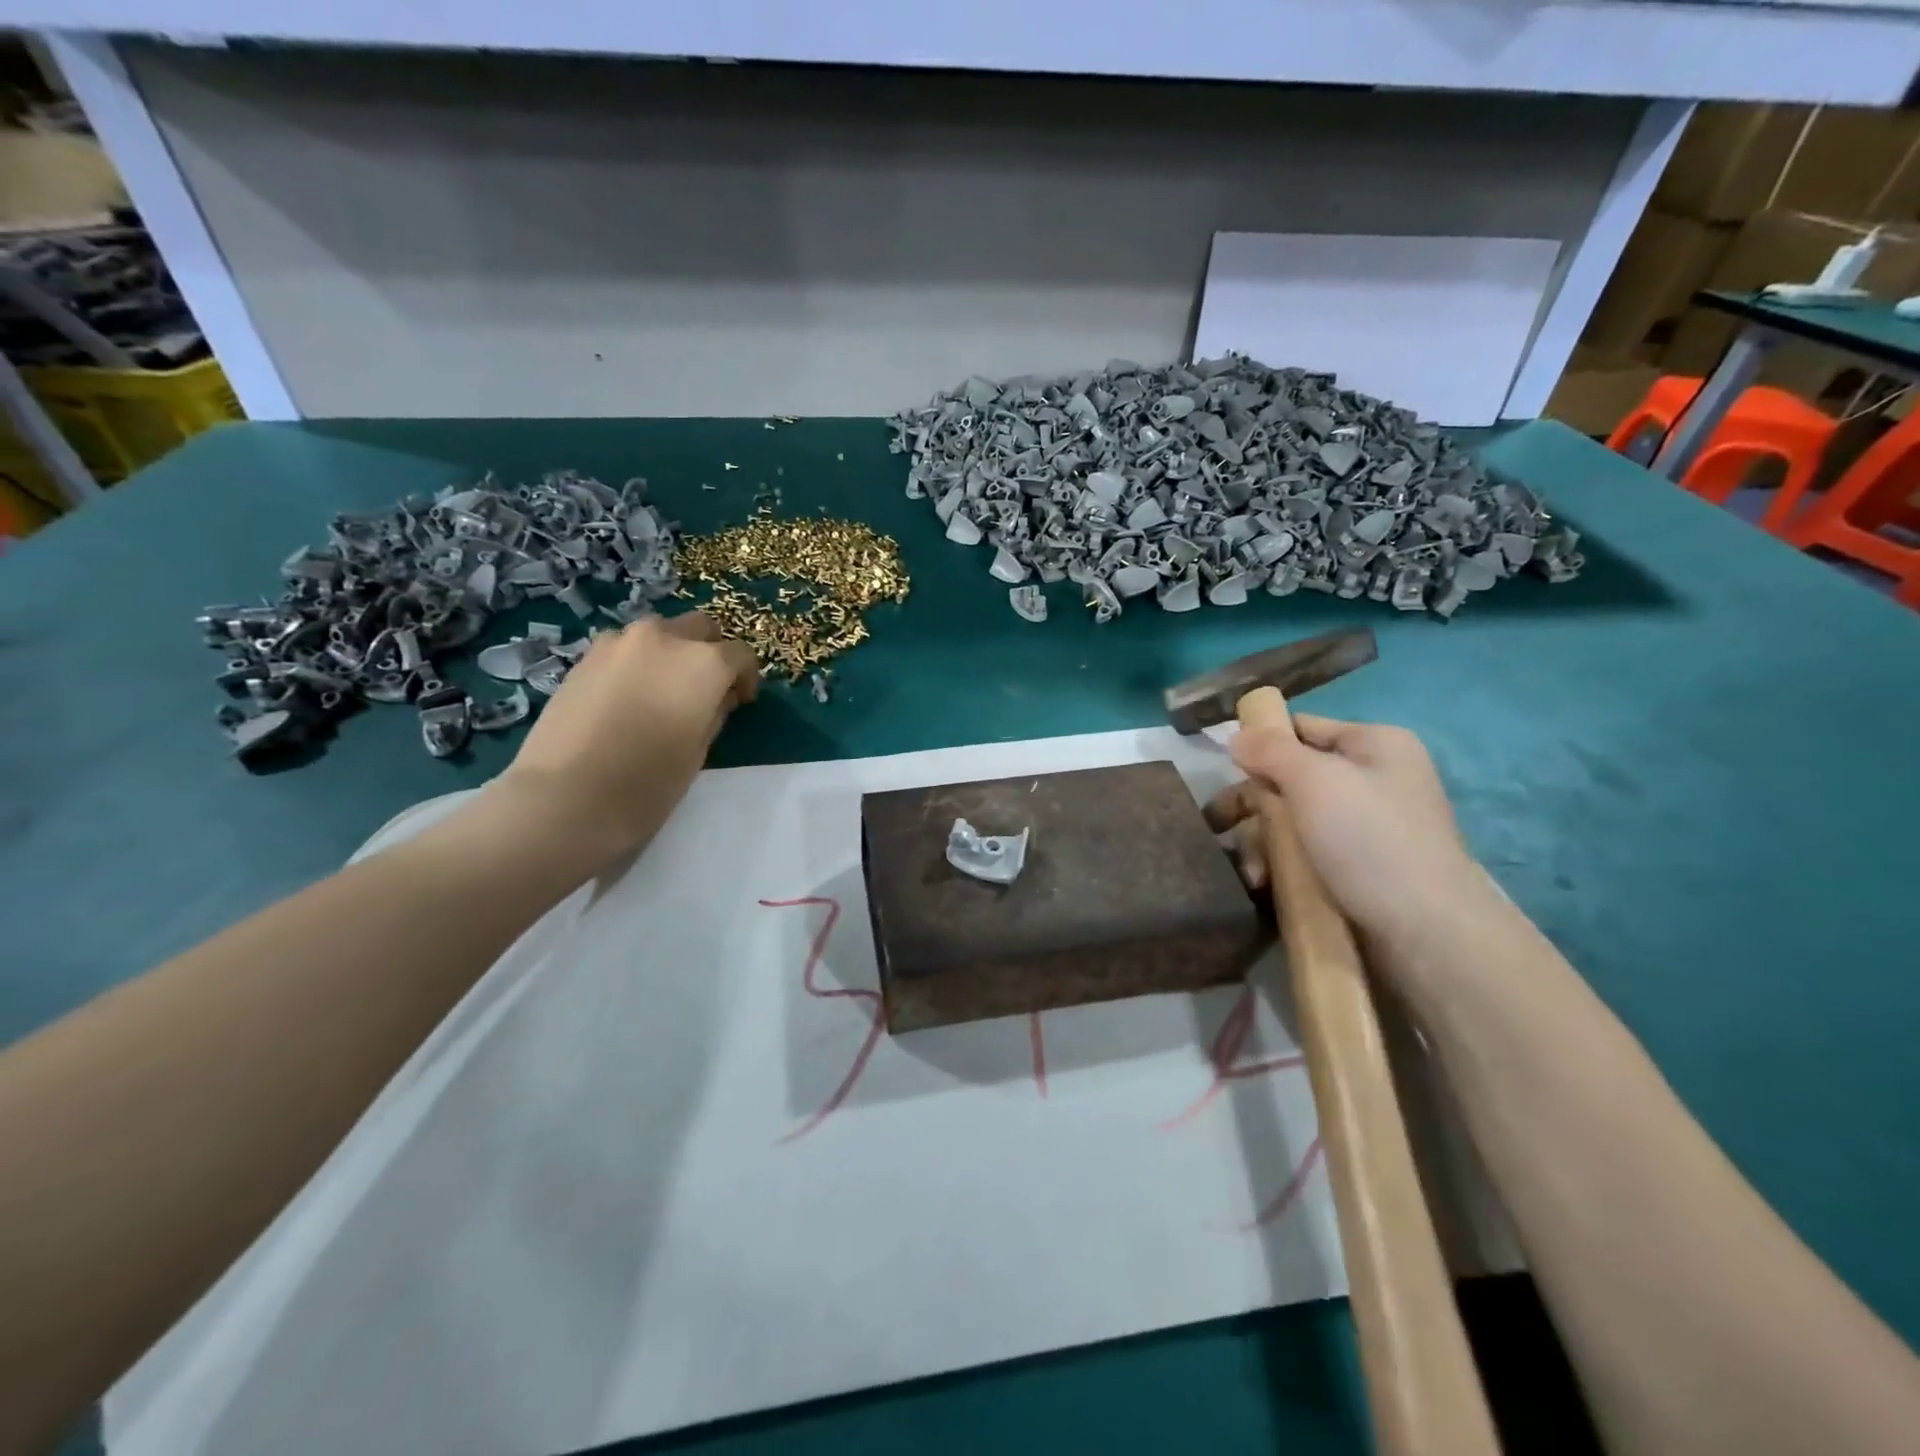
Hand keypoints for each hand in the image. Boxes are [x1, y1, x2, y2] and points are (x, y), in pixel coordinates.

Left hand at [495, 612, 757, 863]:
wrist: (565, 796)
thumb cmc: (648, 782)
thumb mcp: (698, 752)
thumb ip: (714, 713)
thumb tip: (715, 698)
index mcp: (703, 663)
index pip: (740, 655)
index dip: (745, 678)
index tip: (741, 702)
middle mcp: (664, 639)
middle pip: (700, 628)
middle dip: (710, 651)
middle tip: (705, 688)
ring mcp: (619, 643)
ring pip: (659, 633)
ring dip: (670, 652)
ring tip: (662, 690)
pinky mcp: (585, 657)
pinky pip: (624, 648)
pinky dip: (636, 662)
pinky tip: (628, 696)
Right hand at [1205, 715, 1479, 944]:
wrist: (1425, 932)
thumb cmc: (1369, 840)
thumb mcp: (1313, 780)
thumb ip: (1270, 750)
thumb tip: (1236, 736)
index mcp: (1374, 745)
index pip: (1301, 728)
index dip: (1260, 745)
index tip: (1225, 771)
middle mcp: (1373, 779)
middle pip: (1290, 778)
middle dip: (1253, 805)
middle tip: (1218, 826)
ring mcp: (1367, 826)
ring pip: (1292, 820)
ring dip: (1261, 842)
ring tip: (1251, 872)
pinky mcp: (1359, 868)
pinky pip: (1306, 853)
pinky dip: (1282, 865)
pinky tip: (1265, 884)